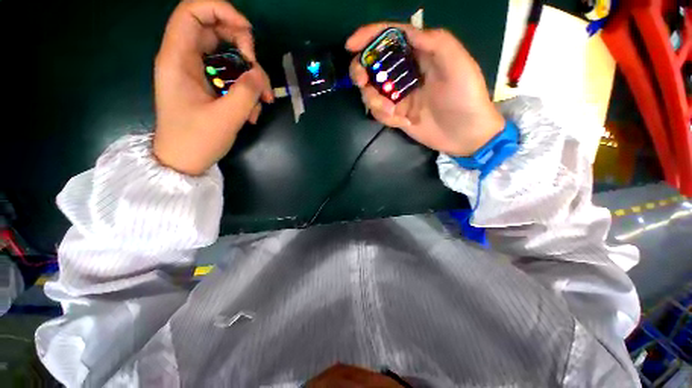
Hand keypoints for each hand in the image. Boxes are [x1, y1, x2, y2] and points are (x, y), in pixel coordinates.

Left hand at [153, 0, 272, 175]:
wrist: (184, 162)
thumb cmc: (196, 141)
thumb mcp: (226, 118)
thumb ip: (246, 92)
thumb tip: (259, 74)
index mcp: (177, 59)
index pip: (193, 12)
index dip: (221, 10)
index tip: (248, 32)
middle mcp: (185, 59)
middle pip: (215, 30)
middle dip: (243, 46)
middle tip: (257, 70)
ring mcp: (198, 73)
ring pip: (229, 56)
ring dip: (251, 75)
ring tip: (263, 101)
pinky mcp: (208, 87)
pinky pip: (231, 77)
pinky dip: (246, 90)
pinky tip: (252, 112)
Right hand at [347, 24, 504, 156]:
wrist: (465, 134)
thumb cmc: (466, 96)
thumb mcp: (458, 64)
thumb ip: (434, 42)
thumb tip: (406, 33)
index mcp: (419, 54)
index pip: (389, 38)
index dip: (368, 37)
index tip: (350, 46)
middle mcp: (405, 72)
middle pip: (373, 65)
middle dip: (362, 72)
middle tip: (363, 83)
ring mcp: (399, 95)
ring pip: (372, 92)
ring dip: (375, 102)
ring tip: (392, 113)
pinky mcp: (396, 114)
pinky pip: (379, 113)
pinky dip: (385, 118)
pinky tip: (403, 123)